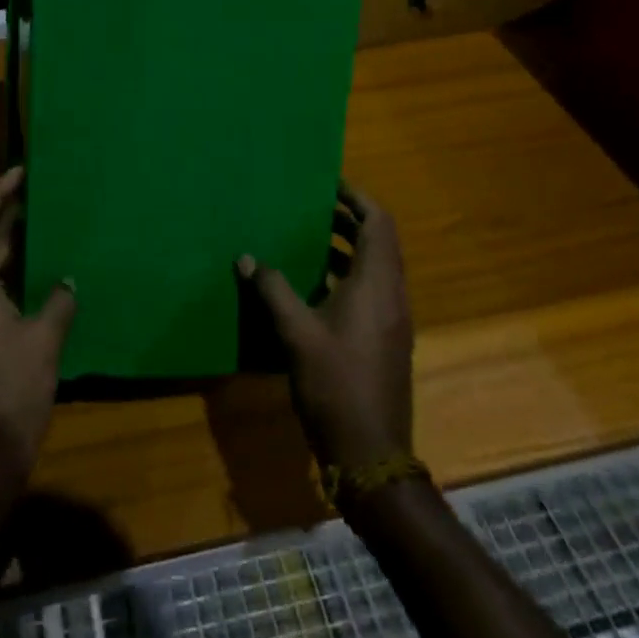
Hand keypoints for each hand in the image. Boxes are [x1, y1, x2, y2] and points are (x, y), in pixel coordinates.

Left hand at [0, 167, 75, 490]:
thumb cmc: (11, 396)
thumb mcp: (43, 345)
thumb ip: (57, 304)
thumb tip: (68, 281)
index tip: (19, 174)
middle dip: (6, 219)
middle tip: (39, 196)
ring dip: (11, 250)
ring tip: (45, 230)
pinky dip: (12, 280)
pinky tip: (41, 283)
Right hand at [238, 186, 412, 472]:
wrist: (371, 454)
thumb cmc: (335, 385)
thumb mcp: (296, 333)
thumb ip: (272, 290)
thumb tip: (246, 257)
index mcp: (377, 285)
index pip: (379, 223)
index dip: (358, 198)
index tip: (329, 183)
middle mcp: (392, 295)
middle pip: (379, 241)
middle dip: (349, 219)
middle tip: (312, 206)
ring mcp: (392, 320)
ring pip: (375, 267)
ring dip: (347, 248)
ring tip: (309, 237)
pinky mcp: (385, 340)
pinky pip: (371, 291)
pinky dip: (347, 275)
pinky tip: (314, 285)